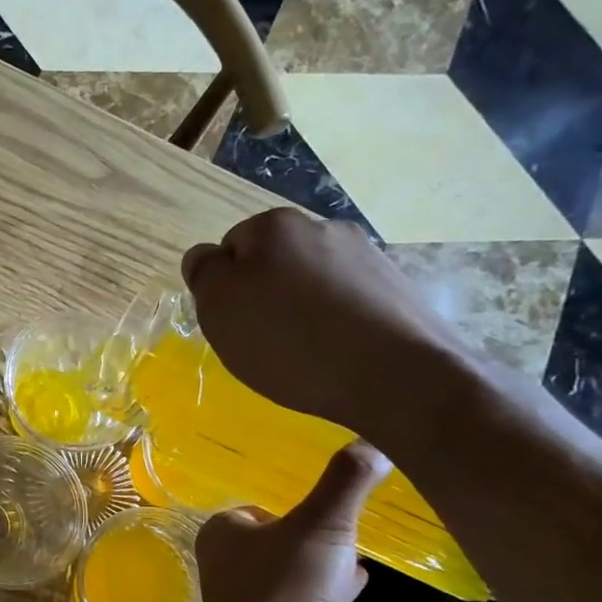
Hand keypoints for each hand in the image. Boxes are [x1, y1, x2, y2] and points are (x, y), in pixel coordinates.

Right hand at [181, 209, 470, 433]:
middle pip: (273, 262)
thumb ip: (204, 272)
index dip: (225, 288)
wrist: (396, 375)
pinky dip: (336, 322)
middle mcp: (322, 227)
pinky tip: (338, 354)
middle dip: (264, 294)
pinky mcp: (397, 287)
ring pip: (312, 281)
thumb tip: (207, 257)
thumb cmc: (290, 341)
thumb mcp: (220, 308)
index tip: (234, 324)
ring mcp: (366, 255)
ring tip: (305, 353)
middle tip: (265, 341)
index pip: (229, 248)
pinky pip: (347, 301)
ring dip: (302, 307)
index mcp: (274, 226)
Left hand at [193, 441, 392, 601]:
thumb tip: (374, 439)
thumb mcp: (322, 522)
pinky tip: (359, 583)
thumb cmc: (285, 585)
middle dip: (306, 530)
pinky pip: (308, 600)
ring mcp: (255, 601)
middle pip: (275, 538)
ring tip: (358, 546)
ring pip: (293, 570)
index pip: (257, 507)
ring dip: (321, 560)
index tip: (325, 496)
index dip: (289, 502)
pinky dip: (331, 589)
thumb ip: (346, 482)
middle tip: (345, 518)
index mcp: (225, 533)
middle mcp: (233, 564)